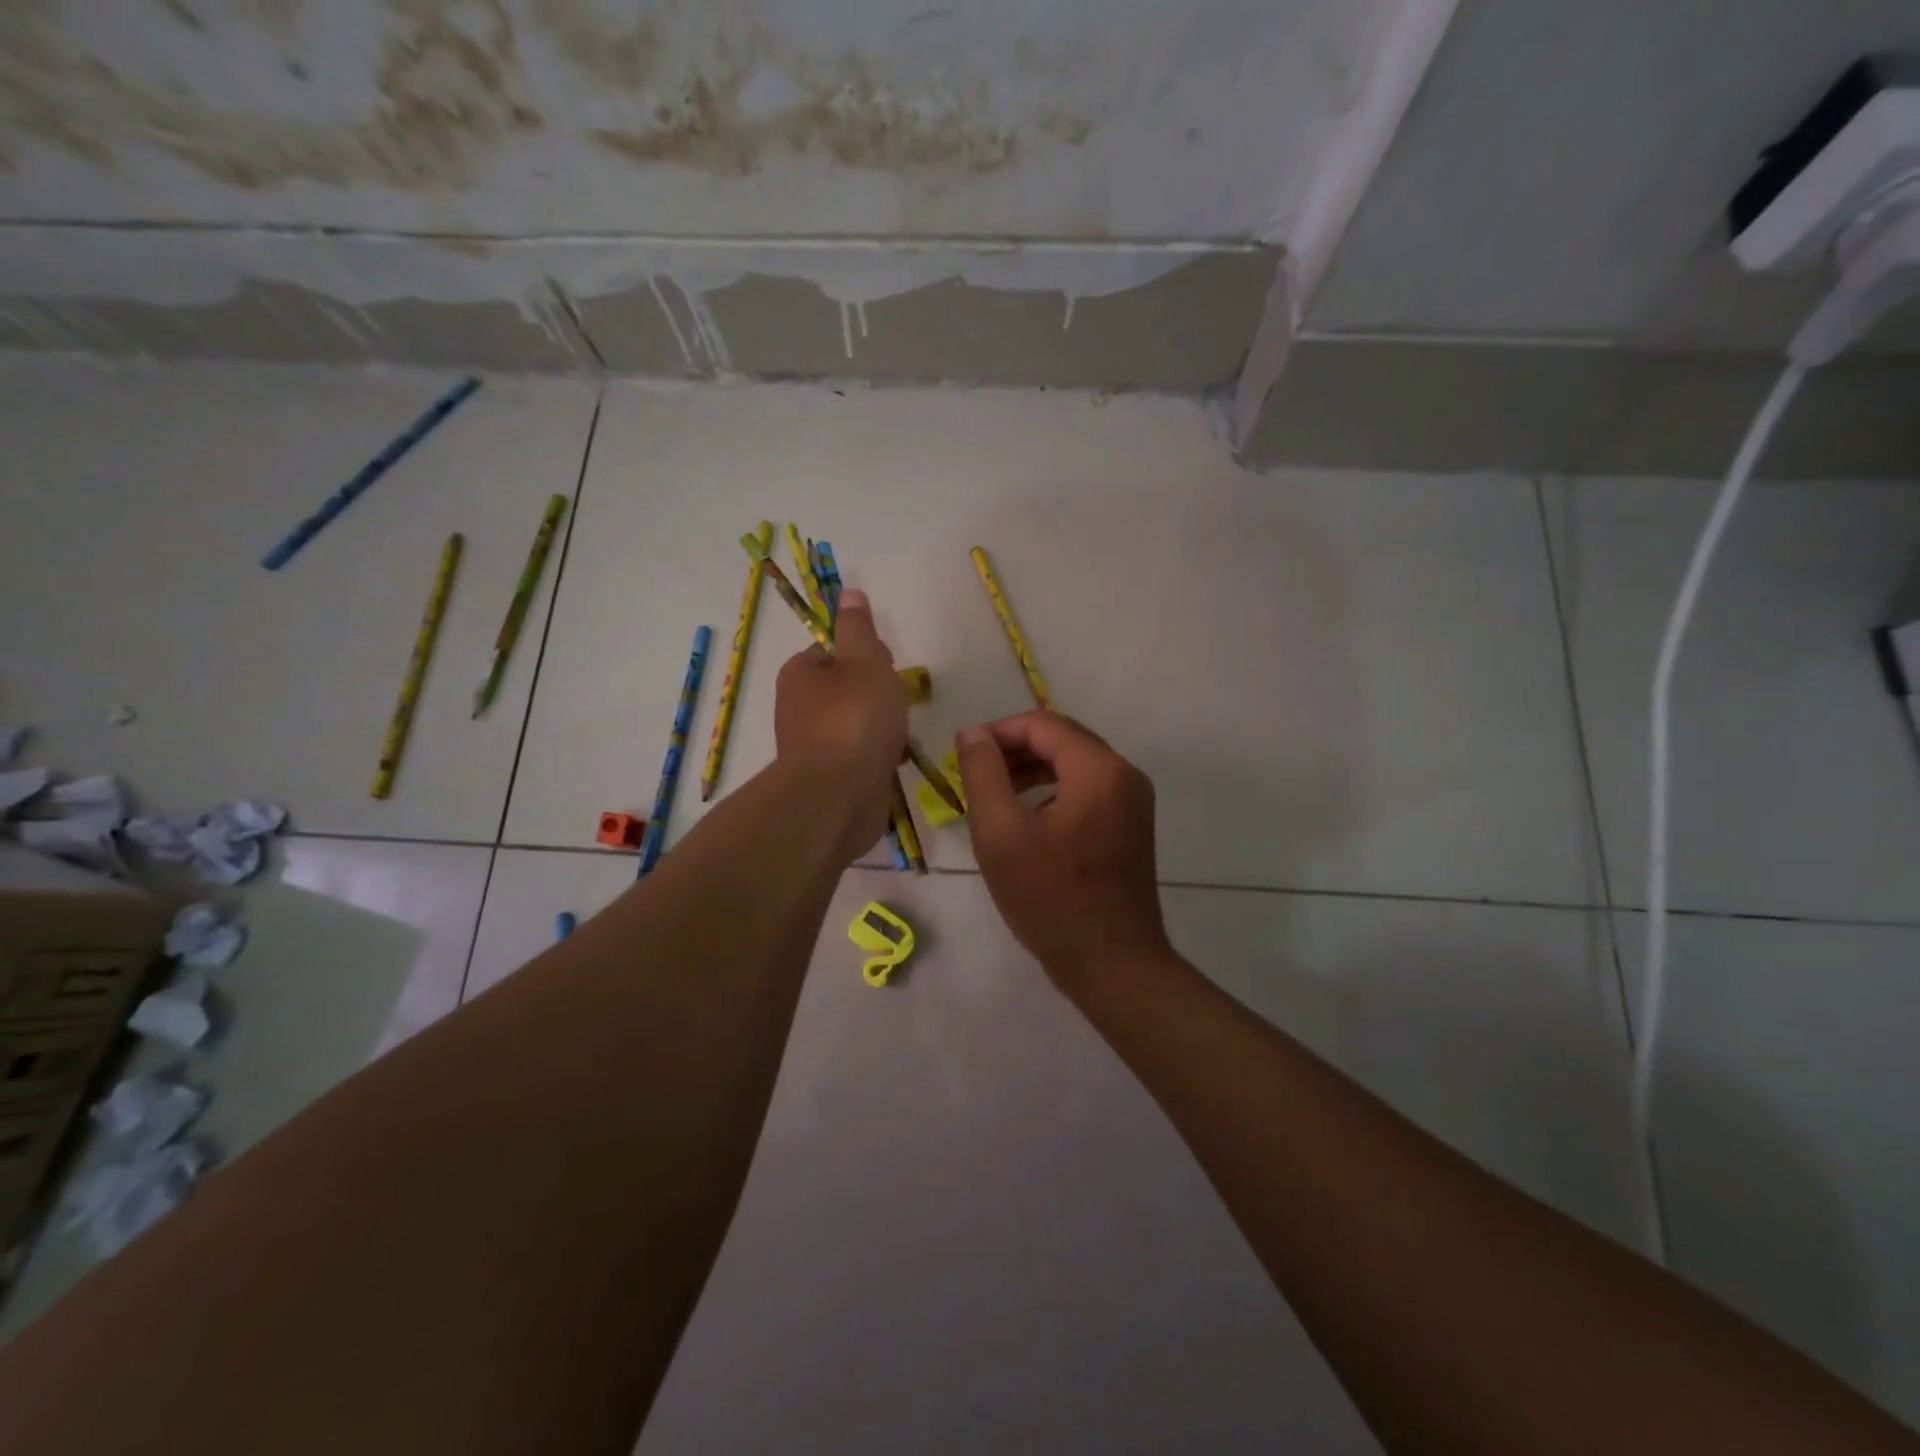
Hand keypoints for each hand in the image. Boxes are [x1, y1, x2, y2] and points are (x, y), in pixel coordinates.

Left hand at [774, 589, 906, 859]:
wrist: (838, 797)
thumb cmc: (854, 719)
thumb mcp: (864, 661)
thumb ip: (858, 628)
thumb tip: (848, 592)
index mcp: (801, 673)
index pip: (835, 651)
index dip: (866, 655)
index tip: (888, 668)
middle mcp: (799, 707)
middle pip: (849, 689)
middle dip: (879, 696)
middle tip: (897, 706)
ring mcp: (812, 745)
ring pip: (857, 724)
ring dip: (883, 729)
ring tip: (899, 738)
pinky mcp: (828, 778)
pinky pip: (859, 756)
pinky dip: (878, 757)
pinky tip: (893, 764)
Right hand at [956, 711, 1171, 986]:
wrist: (1111, 962)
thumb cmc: (1050, 898)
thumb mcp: (1000, 834)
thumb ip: (983, 774)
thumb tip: (972, 732)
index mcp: (1099, 769)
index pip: (1043, 724)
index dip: (998, 732)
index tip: (963, 755)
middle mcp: (1125, 775)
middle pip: (1063, 739)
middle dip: (1015, 750)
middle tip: (976, 776)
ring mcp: (1134, 802)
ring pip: (1076, 764)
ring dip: (1033, 770)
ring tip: (995, 795)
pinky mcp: (1132, 826)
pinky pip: (1089, 789)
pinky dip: (1054, 790)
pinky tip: (1028, 819)